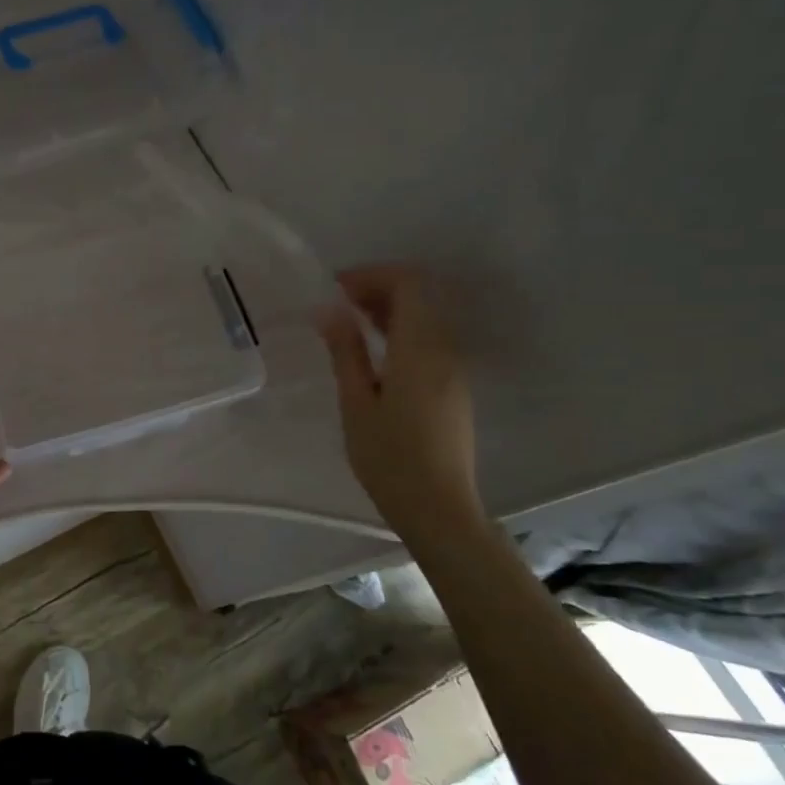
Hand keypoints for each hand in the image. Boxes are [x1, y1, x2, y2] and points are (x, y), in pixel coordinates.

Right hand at [317, 266, 483, 537]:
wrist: (439, 509)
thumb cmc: (389, 458)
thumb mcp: (356, 403)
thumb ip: (346, 351)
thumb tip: (329, 310)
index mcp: (420, 349)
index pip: (408, 284)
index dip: (372, 275)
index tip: (335, 288)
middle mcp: (445, 351)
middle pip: (420, 297)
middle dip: (378, 289)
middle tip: (336, 304)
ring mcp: (455, 370)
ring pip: (426, 319)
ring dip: (389, 310)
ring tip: (348, 326)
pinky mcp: (454, 388)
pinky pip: (430, 341)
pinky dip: (401, 332)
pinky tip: (373, 353)